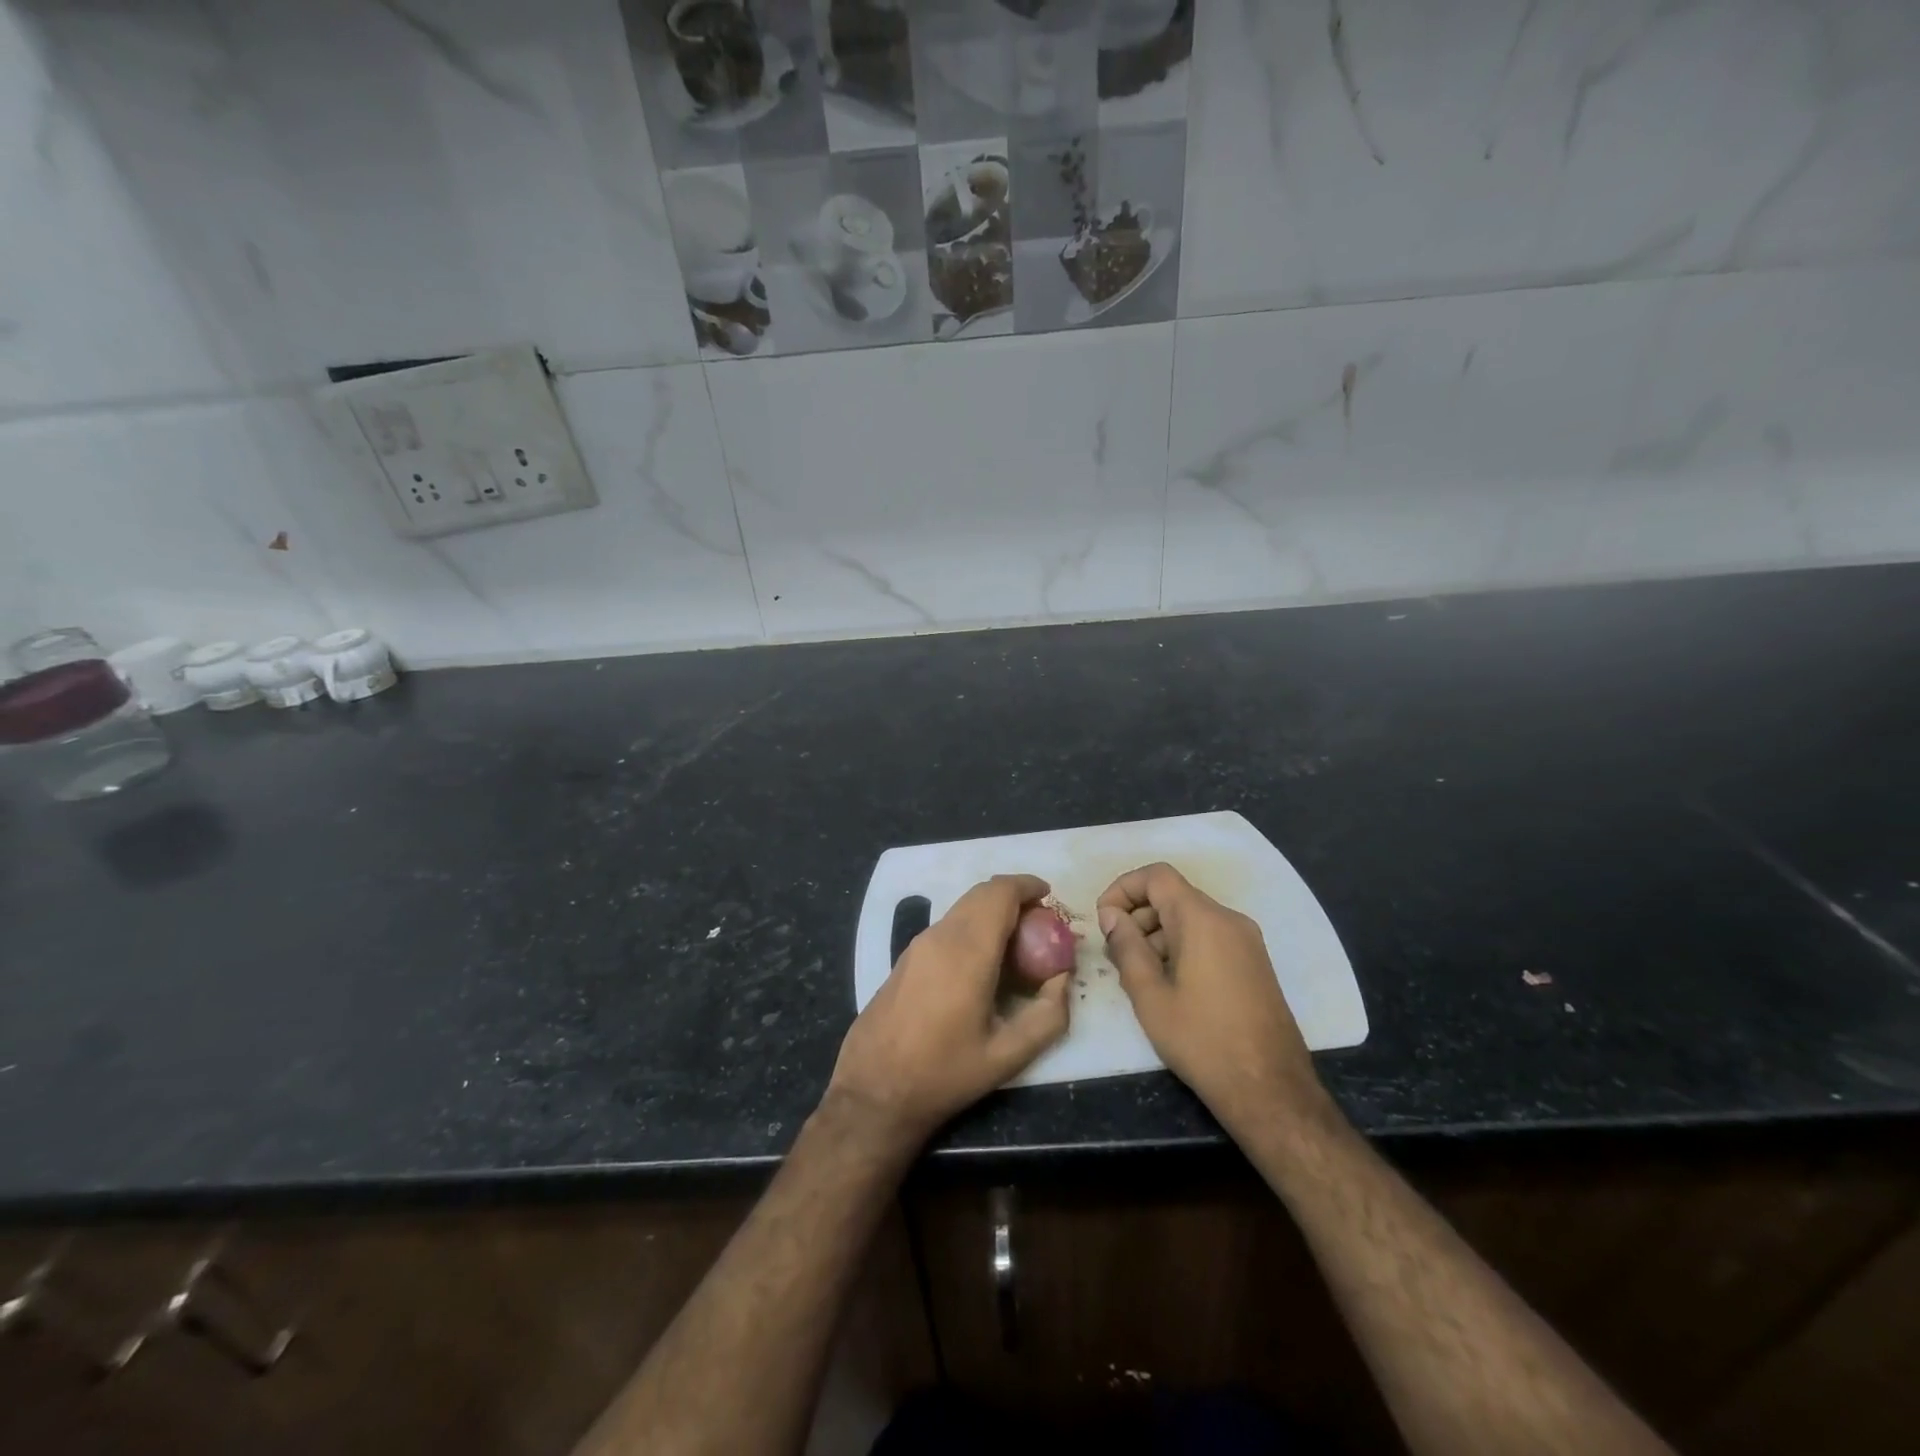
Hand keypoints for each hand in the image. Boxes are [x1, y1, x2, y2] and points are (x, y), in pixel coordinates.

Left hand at [828, 874, 1070, 1148]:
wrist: (873, 1091)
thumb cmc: (943, 1074)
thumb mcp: (1007, 1056)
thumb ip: (1047, 1015)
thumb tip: (1062, 979)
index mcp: (968, 951)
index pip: (1000, 893)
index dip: (1028, 885)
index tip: (1050, 897)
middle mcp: (941, 936)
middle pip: (981, 893)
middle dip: (1014, 897)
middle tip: (1040, 922)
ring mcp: (918, 944)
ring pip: (962, 908)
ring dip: (992, 911)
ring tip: (1017, 943)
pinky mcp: (906, 957)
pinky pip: (947, 925)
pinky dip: (973, 925)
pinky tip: (983, 961)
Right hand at [1097, 863, 1327, 1132]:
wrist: (1270, 1090)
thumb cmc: (1202, 1040)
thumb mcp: (1150, 995)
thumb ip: (1126, 947)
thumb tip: (1111, 916)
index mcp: (1203, 919)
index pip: (1157, 876)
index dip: (1123, 888)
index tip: (1104, 921)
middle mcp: (1229, 919)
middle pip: (1173, 896)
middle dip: (1138, 916)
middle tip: (1115, 955)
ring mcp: (1247, 941)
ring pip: (1190, 918)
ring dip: (1157, 935)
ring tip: (1138, 976)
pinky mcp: (1254, 963)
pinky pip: (1209, 937)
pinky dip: (1181, 947)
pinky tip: (1169, 986)